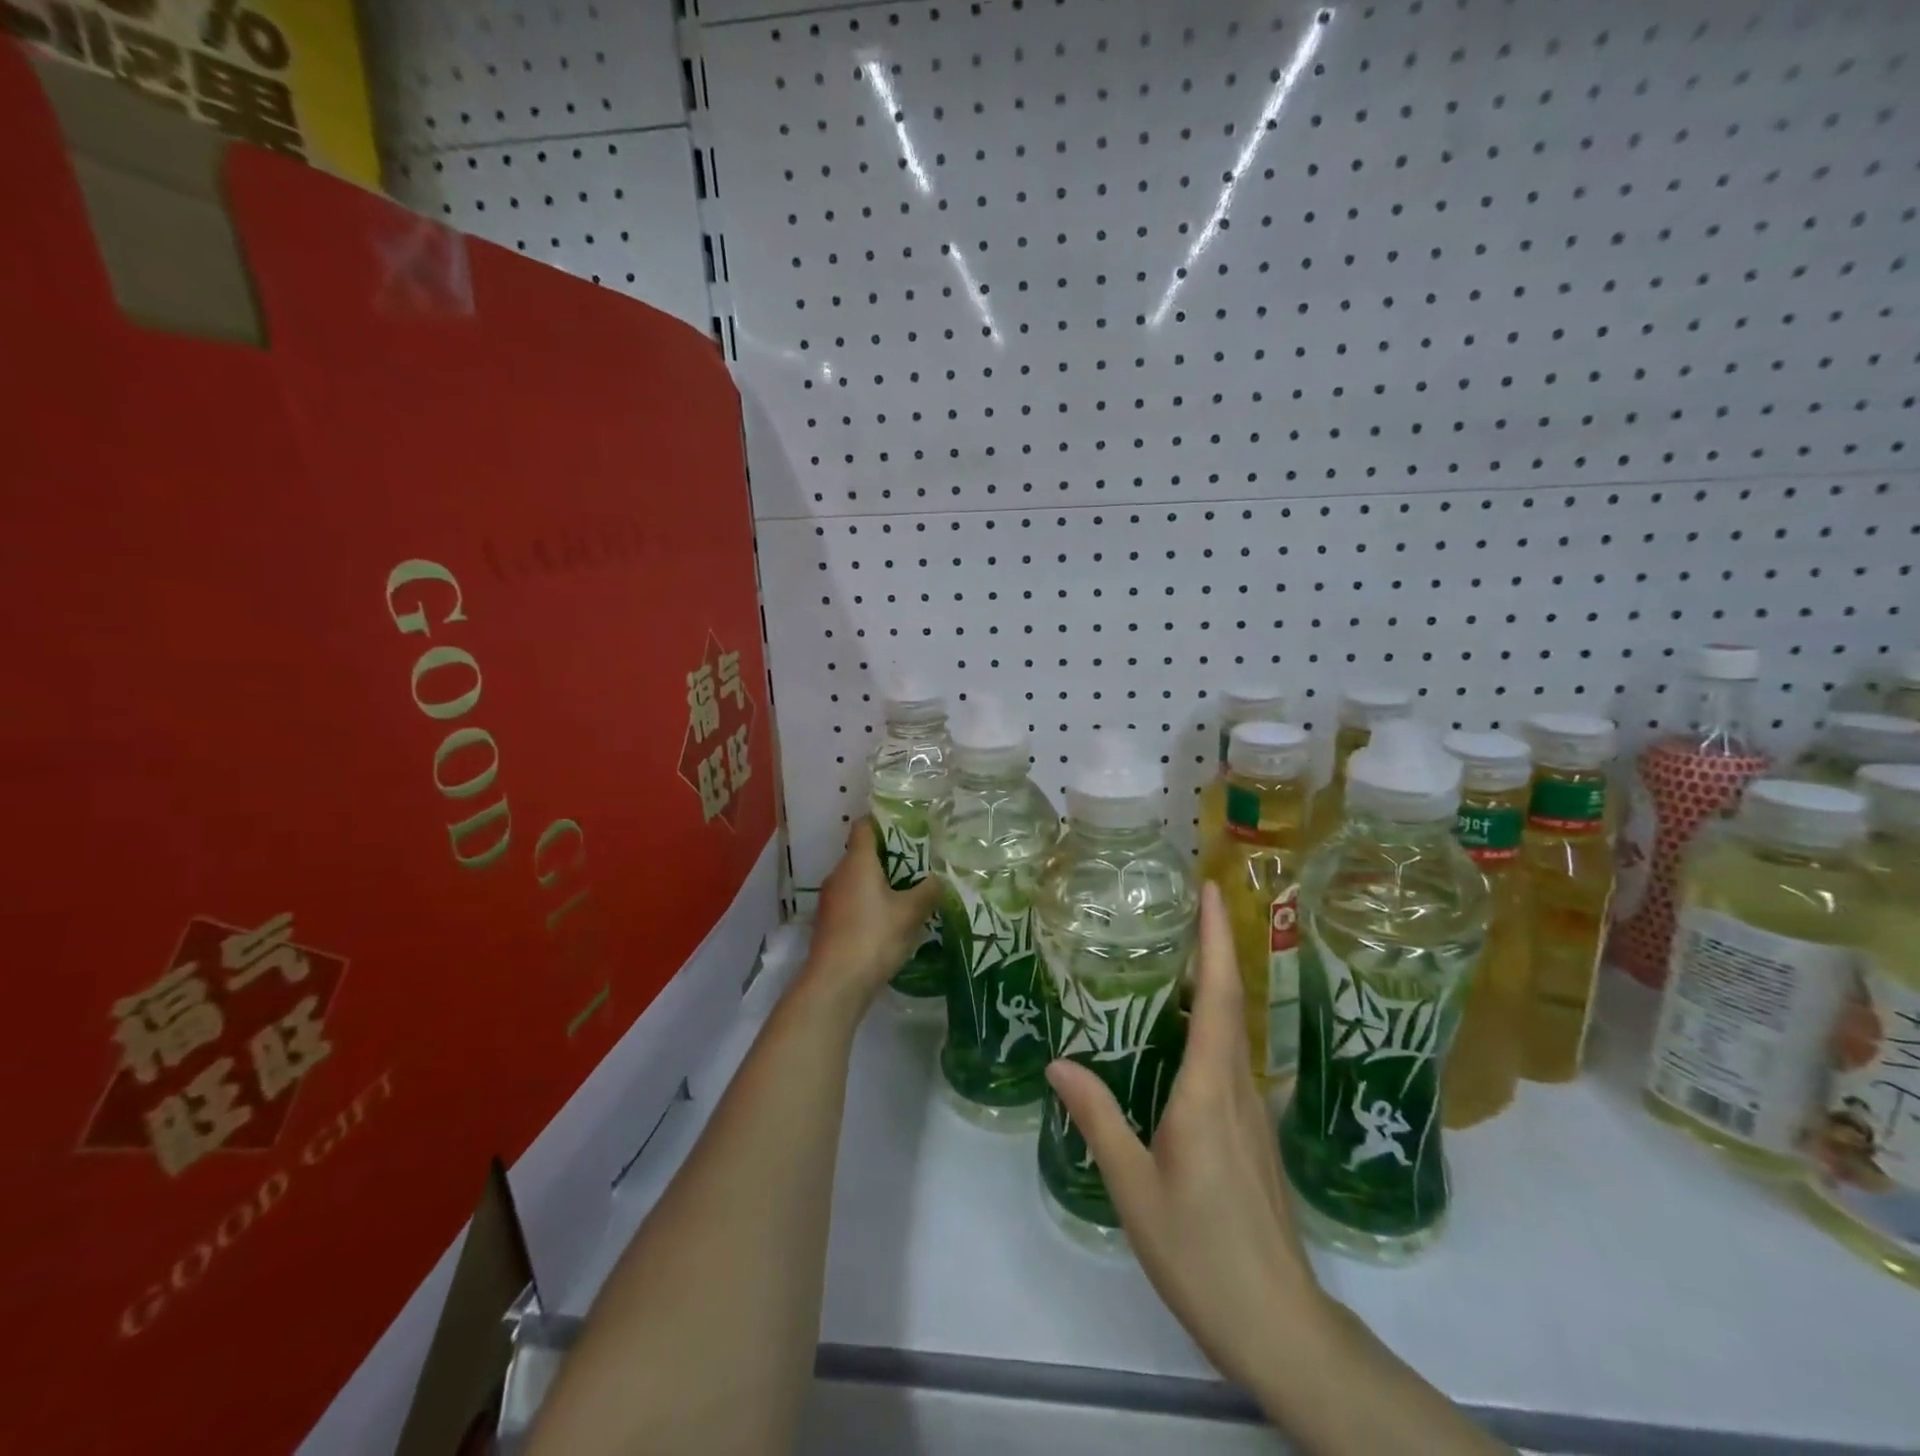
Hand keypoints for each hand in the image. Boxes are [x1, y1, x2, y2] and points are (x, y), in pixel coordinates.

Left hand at [806, 818, 942, 1004]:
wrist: (835, 983)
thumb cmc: (873, 937)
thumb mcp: (910, 913)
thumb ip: (929, 891)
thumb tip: (940, 878)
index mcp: (857, 862)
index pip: (864, 826)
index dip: (884, 821)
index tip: (908, 826)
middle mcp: (839, 874)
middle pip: (863, 853)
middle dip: (889, 856)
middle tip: (919, 862)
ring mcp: (830, 900)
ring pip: (857, 880)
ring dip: (880, 882)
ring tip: (909, 892)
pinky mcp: (829, 923)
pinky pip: (853, 901)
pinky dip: (870, 903)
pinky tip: (890, 920)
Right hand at [1045, 882, 1331, 1393]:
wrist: (1281, 1325)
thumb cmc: (1203, 1252)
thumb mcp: (1135, 1188)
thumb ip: (1099, 1119)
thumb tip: (1059, 1062)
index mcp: (1210, 1090)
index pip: (1219, 996)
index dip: (1217, 939)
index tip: (1212, 890)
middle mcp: (1239, 1087)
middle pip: (1230, 1001)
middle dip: (1212, 947)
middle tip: (1176, 907)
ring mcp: (1253, 1110)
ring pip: (1232, 1030)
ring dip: (1210, 984)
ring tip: (1167, 957)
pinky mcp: (1254, 1132)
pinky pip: (1231, 1059)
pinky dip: (1208, 1026)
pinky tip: (1176, 1036)